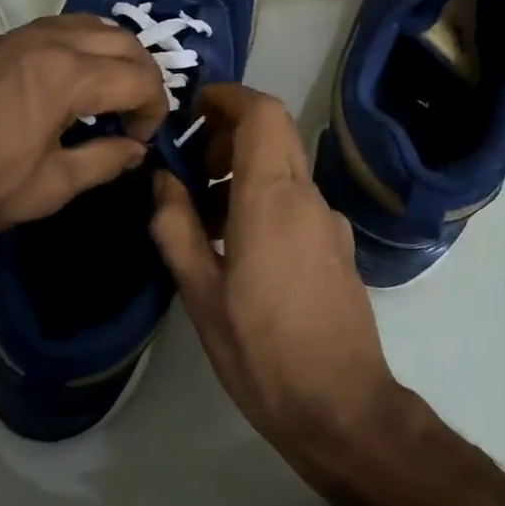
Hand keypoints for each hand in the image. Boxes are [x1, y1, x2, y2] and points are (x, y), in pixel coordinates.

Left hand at [0, 15, 167, 247]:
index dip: (153, 110)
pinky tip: (72, 83)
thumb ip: (103, 161)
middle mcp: (49, 42)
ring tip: (110, 95)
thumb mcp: (47, 188)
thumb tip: (134, 148)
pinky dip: (83, 46)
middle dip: (143, 75)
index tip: (139, 142)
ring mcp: (19, 36)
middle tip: (136, 115)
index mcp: (67, 76)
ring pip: (90, 25)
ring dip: (114, 54)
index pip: (138, 78)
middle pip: (122, 39)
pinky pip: (58, 29)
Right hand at [148, 83, 404, 489]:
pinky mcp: (338, 246)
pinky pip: (297, 199)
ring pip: (284, 166)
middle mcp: (308, 196)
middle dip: (229, 132)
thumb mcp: (201, 293)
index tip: (193, 110)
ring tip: (205, 214)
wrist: (343, 408)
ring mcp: (329, 221)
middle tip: (191, 166)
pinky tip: (239, 245)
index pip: (262, 112)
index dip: (228, 97)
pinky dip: (264, 197)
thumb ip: (176, 227)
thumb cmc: (262, 350)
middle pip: (274, 132)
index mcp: (272, 197)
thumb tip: (161, 180)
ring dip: (244, 168)